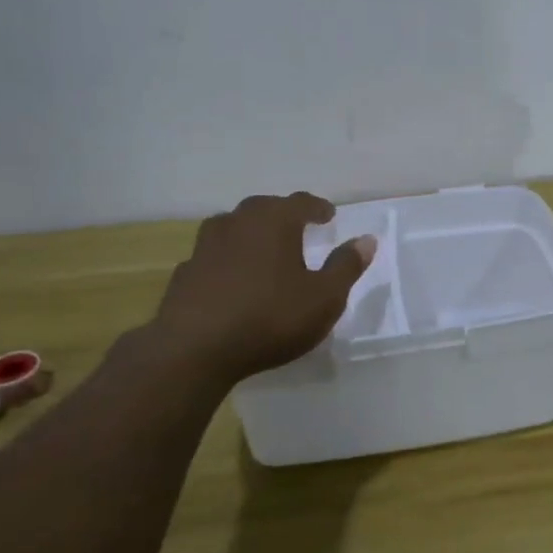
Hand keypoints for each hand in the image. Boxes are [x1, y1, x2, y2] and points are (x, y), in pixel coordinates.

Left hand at [140, 193, 374, 389]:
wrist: (194, 349)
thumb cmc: (270, 318)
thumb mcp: (324, 298)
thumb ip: (346, 266)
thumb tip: (366, 240)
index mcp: (275, 221)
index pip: (301, 202)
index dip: (317, 207)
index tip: (328, 215)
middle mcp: (238, 223)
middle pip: (263, 208)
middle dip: (283, 214)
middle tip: (297, 226)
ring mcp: (205, 246)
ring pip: (232, 226)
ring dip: (250, 232)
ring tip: (263, 247)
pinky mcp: (185, 272)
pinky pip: (212, 256)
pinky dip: (226, 259)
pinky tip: (230, 278)